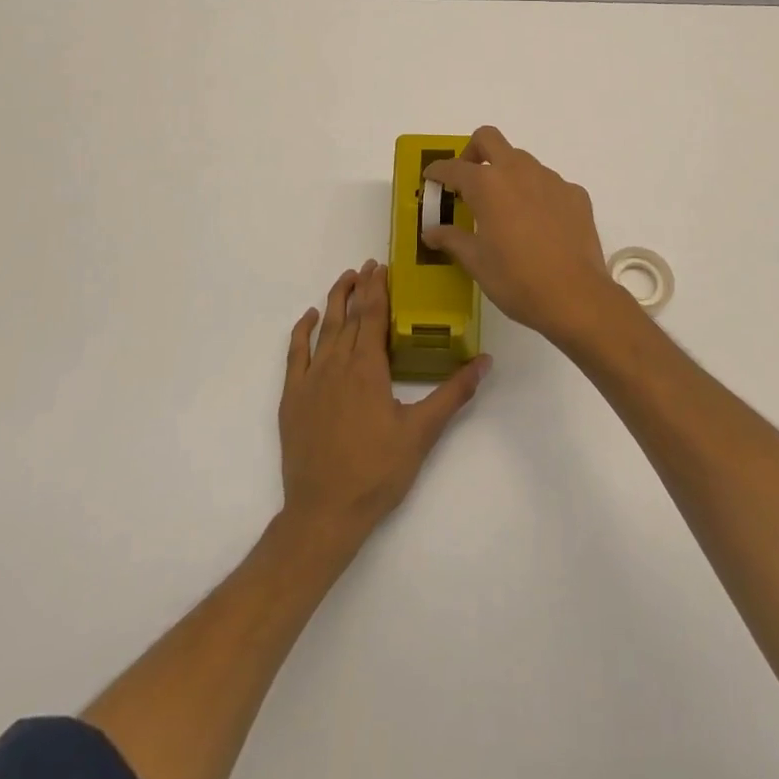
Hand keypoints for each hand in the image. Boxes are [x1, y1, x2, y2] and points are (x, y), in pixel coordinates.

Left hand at [278, 262, 488, 547]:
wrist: (324, 512)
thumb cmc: (377, 472)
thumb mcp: (422, 433)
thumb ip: (453, 394)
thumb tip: (485, 361)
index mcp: (368, 369)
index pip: (373, 315)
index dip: (378, 289)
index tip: (381, 266)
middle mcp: (338, 365)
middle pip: (350, 316)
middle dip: (360, 288)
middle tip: (367, 266)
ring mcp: (311, 381)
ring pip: (324, 329)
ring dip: (334, 301)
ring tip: (344, 280)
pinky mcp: (293, 398)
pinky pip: (296, 354)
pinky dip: (302, 332)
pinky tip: (310, 318)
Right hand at [422, 126, 621, 345]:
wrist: (575, 296)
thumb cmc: (516, 279)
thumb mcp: (476, 262)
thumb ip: (451, 239)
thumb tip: (431, 231)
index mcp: (487, 184)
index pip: (453, 167)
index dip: (438, 171)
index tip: (431, 178)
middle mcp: (519, 171)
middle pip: (489, 139)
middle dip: (472, 151)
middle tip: (468, 179)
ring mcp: (551, 179)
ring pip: (522, 160)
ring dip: (507, 174)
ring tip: (505, 209)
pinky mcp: (575, 194)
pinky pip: (549, 183)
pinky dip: (536, 193)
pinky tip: (538, 224)